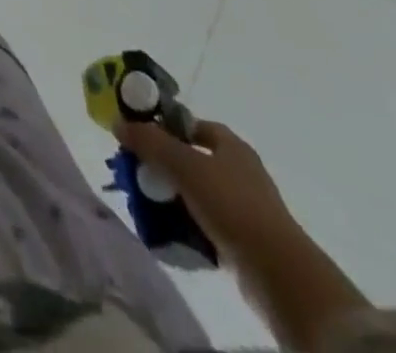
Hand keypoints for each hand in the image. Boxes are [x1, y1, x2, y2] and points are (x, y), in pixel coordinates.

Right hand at [119, 120, 370, 352]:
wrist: (279, 273)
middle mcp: (241, 172)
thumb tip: (117, 122)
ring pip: (199, 194)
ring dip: (175, 198)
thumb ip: (150, 142)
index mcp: (232, 146)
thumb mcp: (184, 166)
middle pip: (194, 159)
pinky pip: (208, 225)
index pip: (194, 125)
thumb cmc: (232, 205)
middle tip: (139, 172)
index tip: (142, 135)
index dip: (168, 126)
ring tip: (148, 205)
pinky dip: (188, 226)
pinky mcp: (245, 242)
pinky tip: (170, 233)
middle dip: (166, 165)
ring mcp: (246, 209)